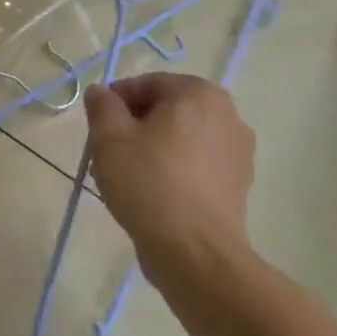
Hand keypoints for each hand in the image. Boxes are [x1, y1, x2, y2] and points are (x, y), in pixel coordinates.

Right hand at [83, 73, 254, 284]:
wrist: (194, 252)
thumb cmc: (148, 182)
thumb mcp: (108, 137)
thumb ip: (102, 105)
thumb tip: (100, 93)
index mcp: (199, 94)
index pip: (148, 84)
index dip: (116, 100)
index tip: (97, 123)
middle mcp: (228, 115)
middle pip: (168, 109)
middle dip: (135, 124)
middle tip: (107, 147)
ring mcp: (239, 152)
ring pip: (182, 137)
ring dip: (154, 146)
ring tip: (126, 173)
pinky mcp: (239, 185)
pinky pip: (197, 163)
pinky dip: (174, 168)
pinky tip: (152, 191)